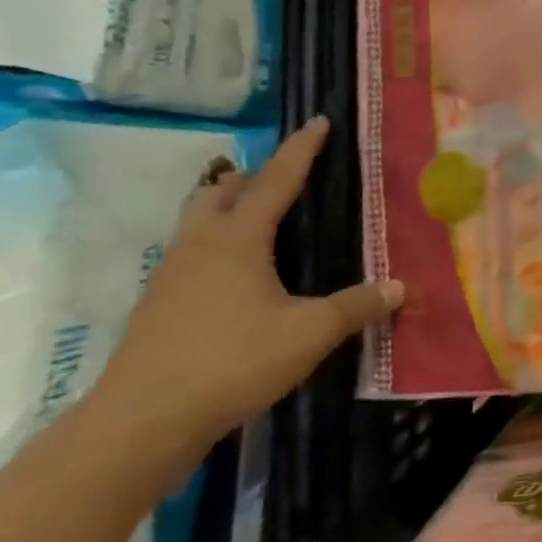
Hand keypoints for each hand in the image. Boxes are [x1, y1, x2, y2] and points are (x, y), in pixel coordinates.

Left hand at [90, 117, 402, 462]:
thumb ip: (356, 307)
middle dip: (252, 176)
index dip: (302, 149)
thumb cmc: (232, 361)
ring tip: (258, 219)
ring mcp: (170, 274)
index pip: (277, 179)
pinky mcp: (157, 305)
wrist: (142, 421)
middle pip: (220, 190)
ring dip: (226, 207)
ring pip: (197, 220)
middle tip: (283, 177)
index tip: (319, 121)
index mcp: (238, 238)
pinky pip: (190, 254)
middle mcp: (200, 244)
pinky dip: (215, 245)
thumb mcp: (309, 333)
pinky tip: (235, 276)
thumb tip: (399, 287)